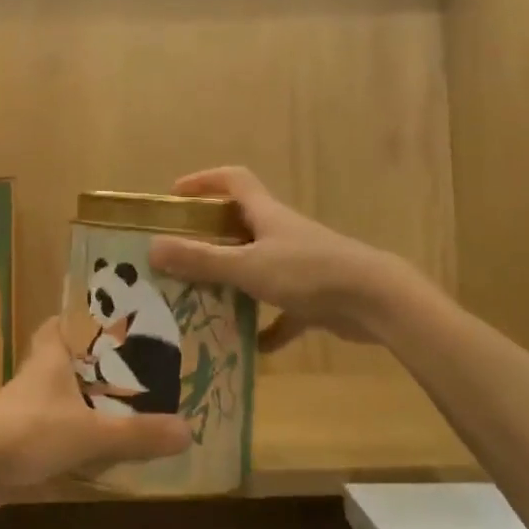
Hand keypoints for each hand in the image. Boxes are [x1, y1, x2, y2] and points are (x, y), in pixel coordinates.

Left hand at [0, 319, 189, 515]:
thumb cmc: (29, 432)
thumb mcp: (91, 434)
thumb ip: (137, 434)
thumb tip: (188, 431)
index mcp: (50, 359)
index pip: (60, 324)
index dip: (80, 318)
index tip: (107, 318)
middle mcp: (34, 377)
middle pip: (59, 358)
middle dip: (86, 361)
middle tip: (124, 366)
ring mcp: (19, 409)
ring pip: (53, 394)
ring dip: (77, 398)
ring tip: (115, 406)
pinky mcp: (11, 440)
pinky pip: (45, 428)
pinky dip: (65, 432)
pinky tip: (87, 448)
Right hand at [146, 166, 409, 346]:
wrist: (376, 301)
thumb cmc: (308, 272)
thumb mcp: (248, 266)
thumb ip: (201, 260)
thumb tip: (152, 248)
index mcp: (266, 214)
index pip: (233, 181)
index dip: (204, 181)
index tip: (176, 196)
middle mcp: (282, 233)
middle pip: (242, 224)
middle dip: (211, 236)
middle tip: (180, 255)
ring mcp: (301, 264)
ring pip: (259, 266)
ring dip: (235, 280)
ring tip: (204, 299)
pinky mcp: (315, 296)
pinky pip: (283, 311)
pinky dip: (267, 326)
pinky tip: (250, 347)